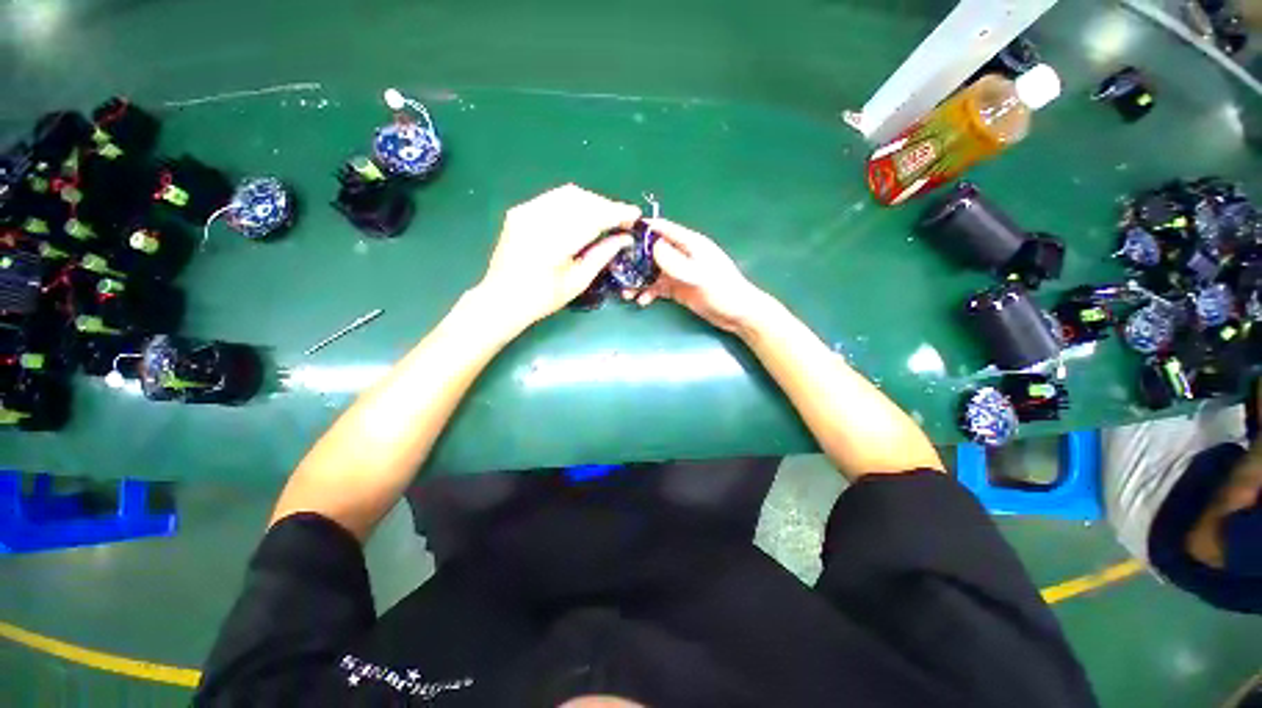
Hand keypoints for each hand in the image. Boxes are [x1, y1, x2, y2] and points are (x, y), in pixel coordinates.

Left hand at [477, 184, 639, 328]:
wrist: (502, 298)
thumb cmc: (543, 298)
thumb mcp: (578, 281)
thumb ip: (602, 255)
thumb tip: (625, 238)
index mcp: (553, 243)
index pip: (592, 217)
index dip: (617, 213)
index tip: (635, 215)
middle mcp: (538, 219)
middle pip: (582, 199)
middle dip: (606, 206)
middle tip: (622, 220)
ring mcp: (526, 211)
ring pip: (569, 194)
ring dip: (592, 202)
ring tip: (606, 218)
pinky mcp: (520, 210)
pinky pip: (554, 198)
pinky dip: (575, 203)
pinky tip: (583, 216)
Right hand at [630, 218, 769, 334]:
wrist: (737, 315)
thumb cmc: (723, 290)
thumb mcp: (699, 275)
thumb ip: (676, 262)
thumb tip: (652, 246)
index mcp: (690, 244)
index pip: (663, 229)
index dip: (643, 230)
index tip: (620, 234)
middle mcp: (682, 255)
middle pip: (652, 252)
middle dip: (634, 261)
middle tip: (616, 271)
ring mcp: (679, 273)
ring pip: (652, 272)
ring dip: (638, 280)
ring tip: (625, 292)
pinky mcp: (678, 289)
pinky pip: (657, 288)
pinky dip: (648, 293)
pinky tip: (641, 302)